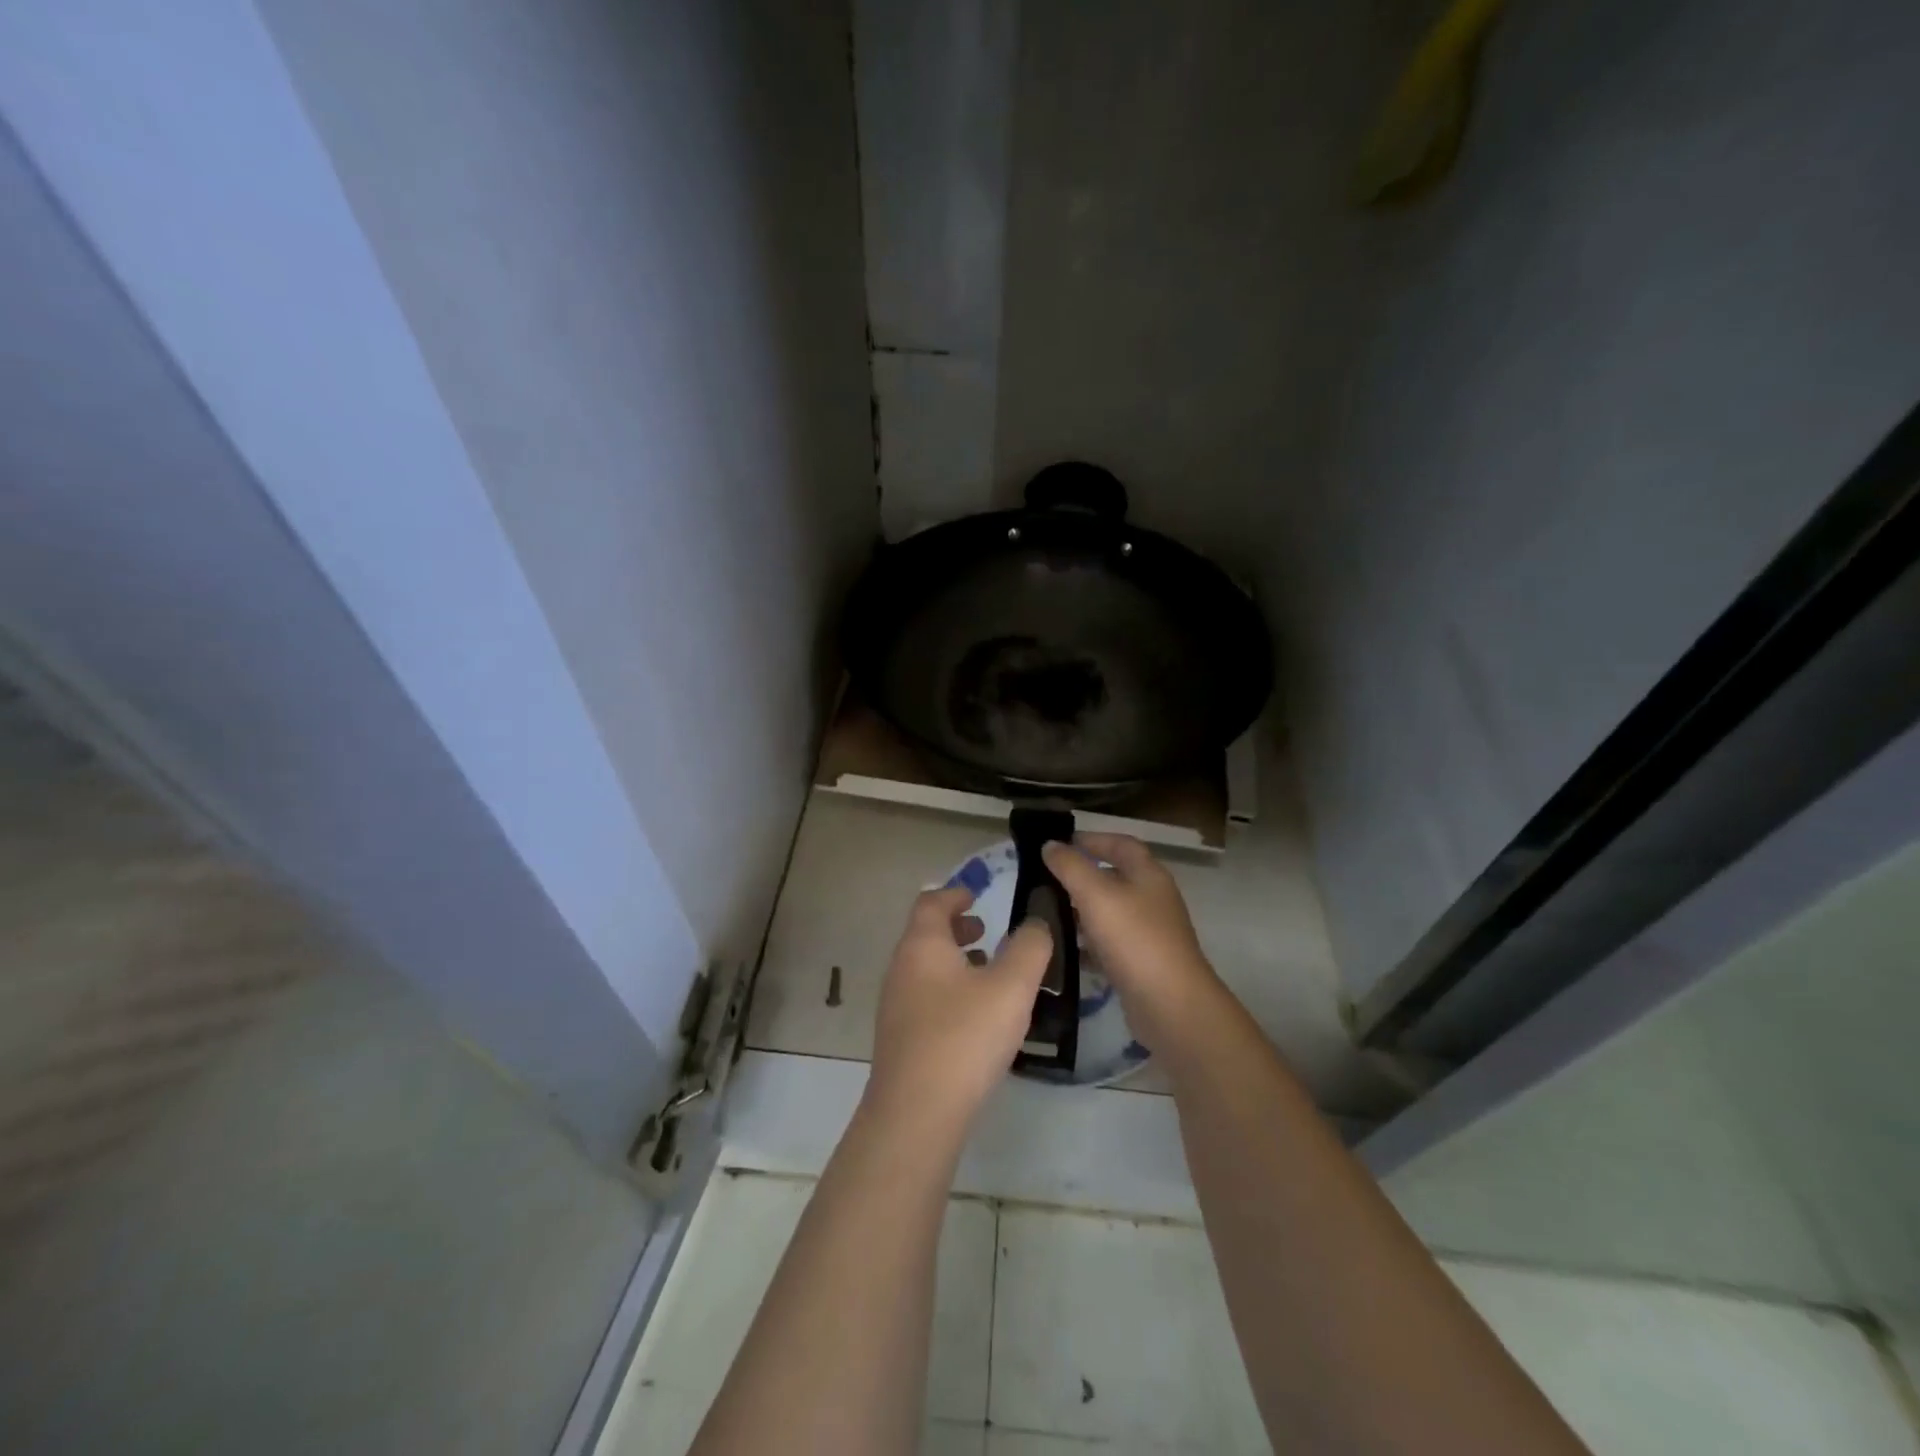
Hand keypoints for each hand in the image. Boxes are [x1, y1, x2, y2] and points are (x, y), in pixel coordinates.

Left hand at [865, 886, 1052, 1139]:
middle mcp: (901, 968)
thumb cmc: (964, 1036)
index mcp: (922, 945)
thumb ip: (1030, 947)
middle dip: (957, 928)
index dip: (955, 893)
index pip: (931, 902)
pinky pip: (926, 998)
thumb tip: (1036, 923)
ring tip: (989, 973)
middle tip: (987, 932)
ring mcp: (896, 1006)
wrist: (916, 1113)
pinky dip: (949, 990)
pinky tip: (975, 1017)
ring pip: (926, 968)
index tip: (977, 894)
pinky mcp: (900, 1039)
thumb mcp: (1011, 987)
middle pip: (926, 934)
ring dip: (955, 961)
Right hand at [1041, 833, 1220, 1049]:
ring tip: (1048, 914)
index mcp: (1148, 875)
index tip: (1060, 844)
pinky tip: (1064, 951)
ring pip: (1109, 912)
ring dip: (1081, 910)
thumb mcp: (1096, 895)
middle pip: (1115, 877)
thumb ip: (1070, 866)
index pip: (1121, 844)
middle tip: (1046, 880)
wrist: (1171, 1005)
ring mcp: (1149, 933)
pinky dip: (1087, 943)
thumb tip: (1050, 845)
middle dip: (1081, 876)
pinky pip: (1109, 944)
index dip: (1093, 839)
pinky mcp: (1141, 963)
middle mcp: (1152, 899)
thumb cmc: (1134, 939)